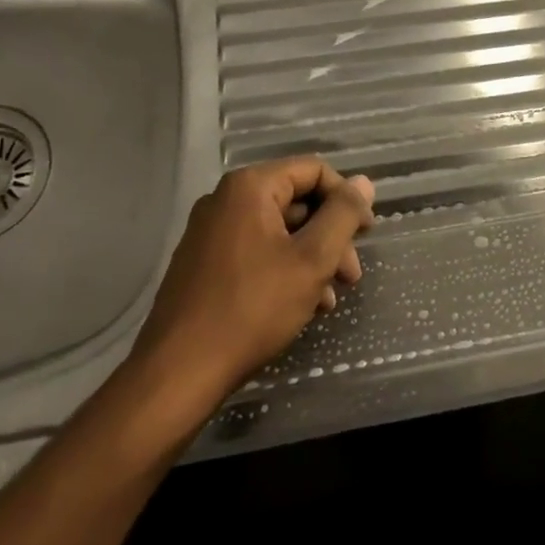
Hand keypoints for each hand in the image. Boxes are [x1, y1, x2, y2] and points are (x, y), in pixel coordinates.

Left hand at [125, 159, 374, 399]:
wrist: (178, 373)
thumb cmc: (252, 308)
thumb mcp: (312, 260)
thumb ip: (342, 215)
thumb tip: (363, 182)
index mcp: (250, 188)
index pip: (314, 170)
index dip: (346, 198)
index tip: (365, 235)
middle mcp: (225, 200)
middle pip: (297, 202)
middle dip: (331, 236)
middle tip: (351, 275)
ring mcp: (210, 233)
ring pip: (279, 231)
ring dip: (312, 258)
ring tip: (330, 299)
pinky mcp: (203, 264)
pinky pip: (256, 252)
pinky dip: (285, 270)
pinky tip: (303, 305)